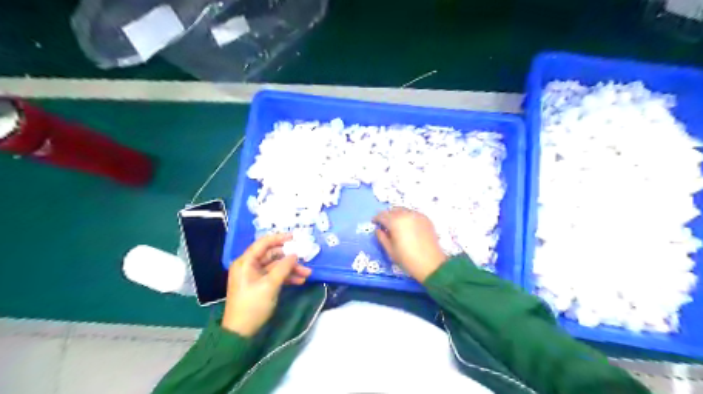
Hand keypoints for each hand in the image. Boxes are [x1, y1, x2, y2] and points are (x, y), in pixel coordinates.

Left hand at [221, 234, 310, 335]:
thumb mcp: (270, 285)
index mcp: (246, 262)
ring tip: (307, 274)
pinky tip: (299, 281)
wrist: (240, 332)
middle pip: (272, 255)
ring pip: (275, 266)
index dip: (280, 238)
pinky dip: (286, 277)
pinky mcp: (259, 285)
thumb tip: (295, 254)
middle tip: (305, 261)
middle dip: (289, 259)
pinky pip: (274, 276)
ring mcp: (254, 276)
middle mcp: (249, 265)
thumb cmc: (253, 305)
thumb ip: (283, 267)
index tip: (295, 237)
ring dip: (291, 269)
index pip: (263, 243)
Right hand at [372, 207, 443, 281]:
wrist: (431, 264)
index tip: (374, 223)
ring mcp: (417, 215)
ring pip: (403, 210)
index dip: (376, 219)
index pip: (382, 215)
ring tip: (397, 225)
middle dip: (387, 216)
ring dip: (397, 215)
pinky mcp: (426, 219)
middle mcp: (406, 214)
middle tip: (385, 225)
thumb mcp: (390, 250)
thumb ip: (382, 237)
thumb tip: (378, 229)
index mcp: (395, 222)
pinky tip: (408, 226)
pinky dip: (407, 217)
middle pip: (393, 210)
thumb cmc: (407, 259)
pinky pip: (413, 214)